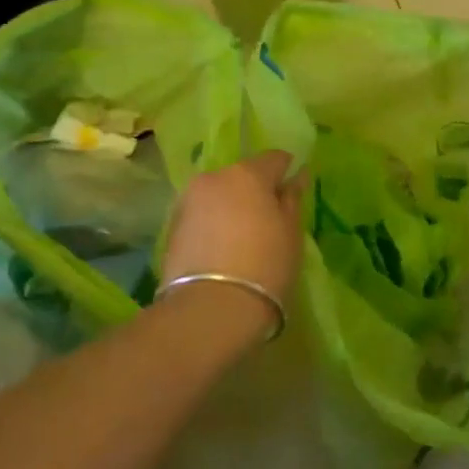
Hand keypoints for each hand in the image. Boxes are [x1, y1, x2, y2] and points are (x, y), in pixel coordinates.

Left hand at [160, 152, 305, 342]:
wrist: (209, 310)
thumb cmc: (264, 267)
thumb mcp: (291, 233)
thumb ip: (292, 199)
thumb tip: (296, 176)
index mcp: (247, 173)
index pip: (274, 158)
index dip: (286, 172)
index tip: (292, 193)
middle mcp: (214, 177)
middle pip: (242, 175)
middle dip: (255, 190)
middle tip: (268, 221)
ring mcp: (189, 200)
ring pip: (219, 194)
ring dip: (231, 207)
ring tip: (242, 238)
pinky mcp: (172, 226)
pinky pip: (202, 215)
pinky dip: (213, 224)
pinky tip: (221, 249)